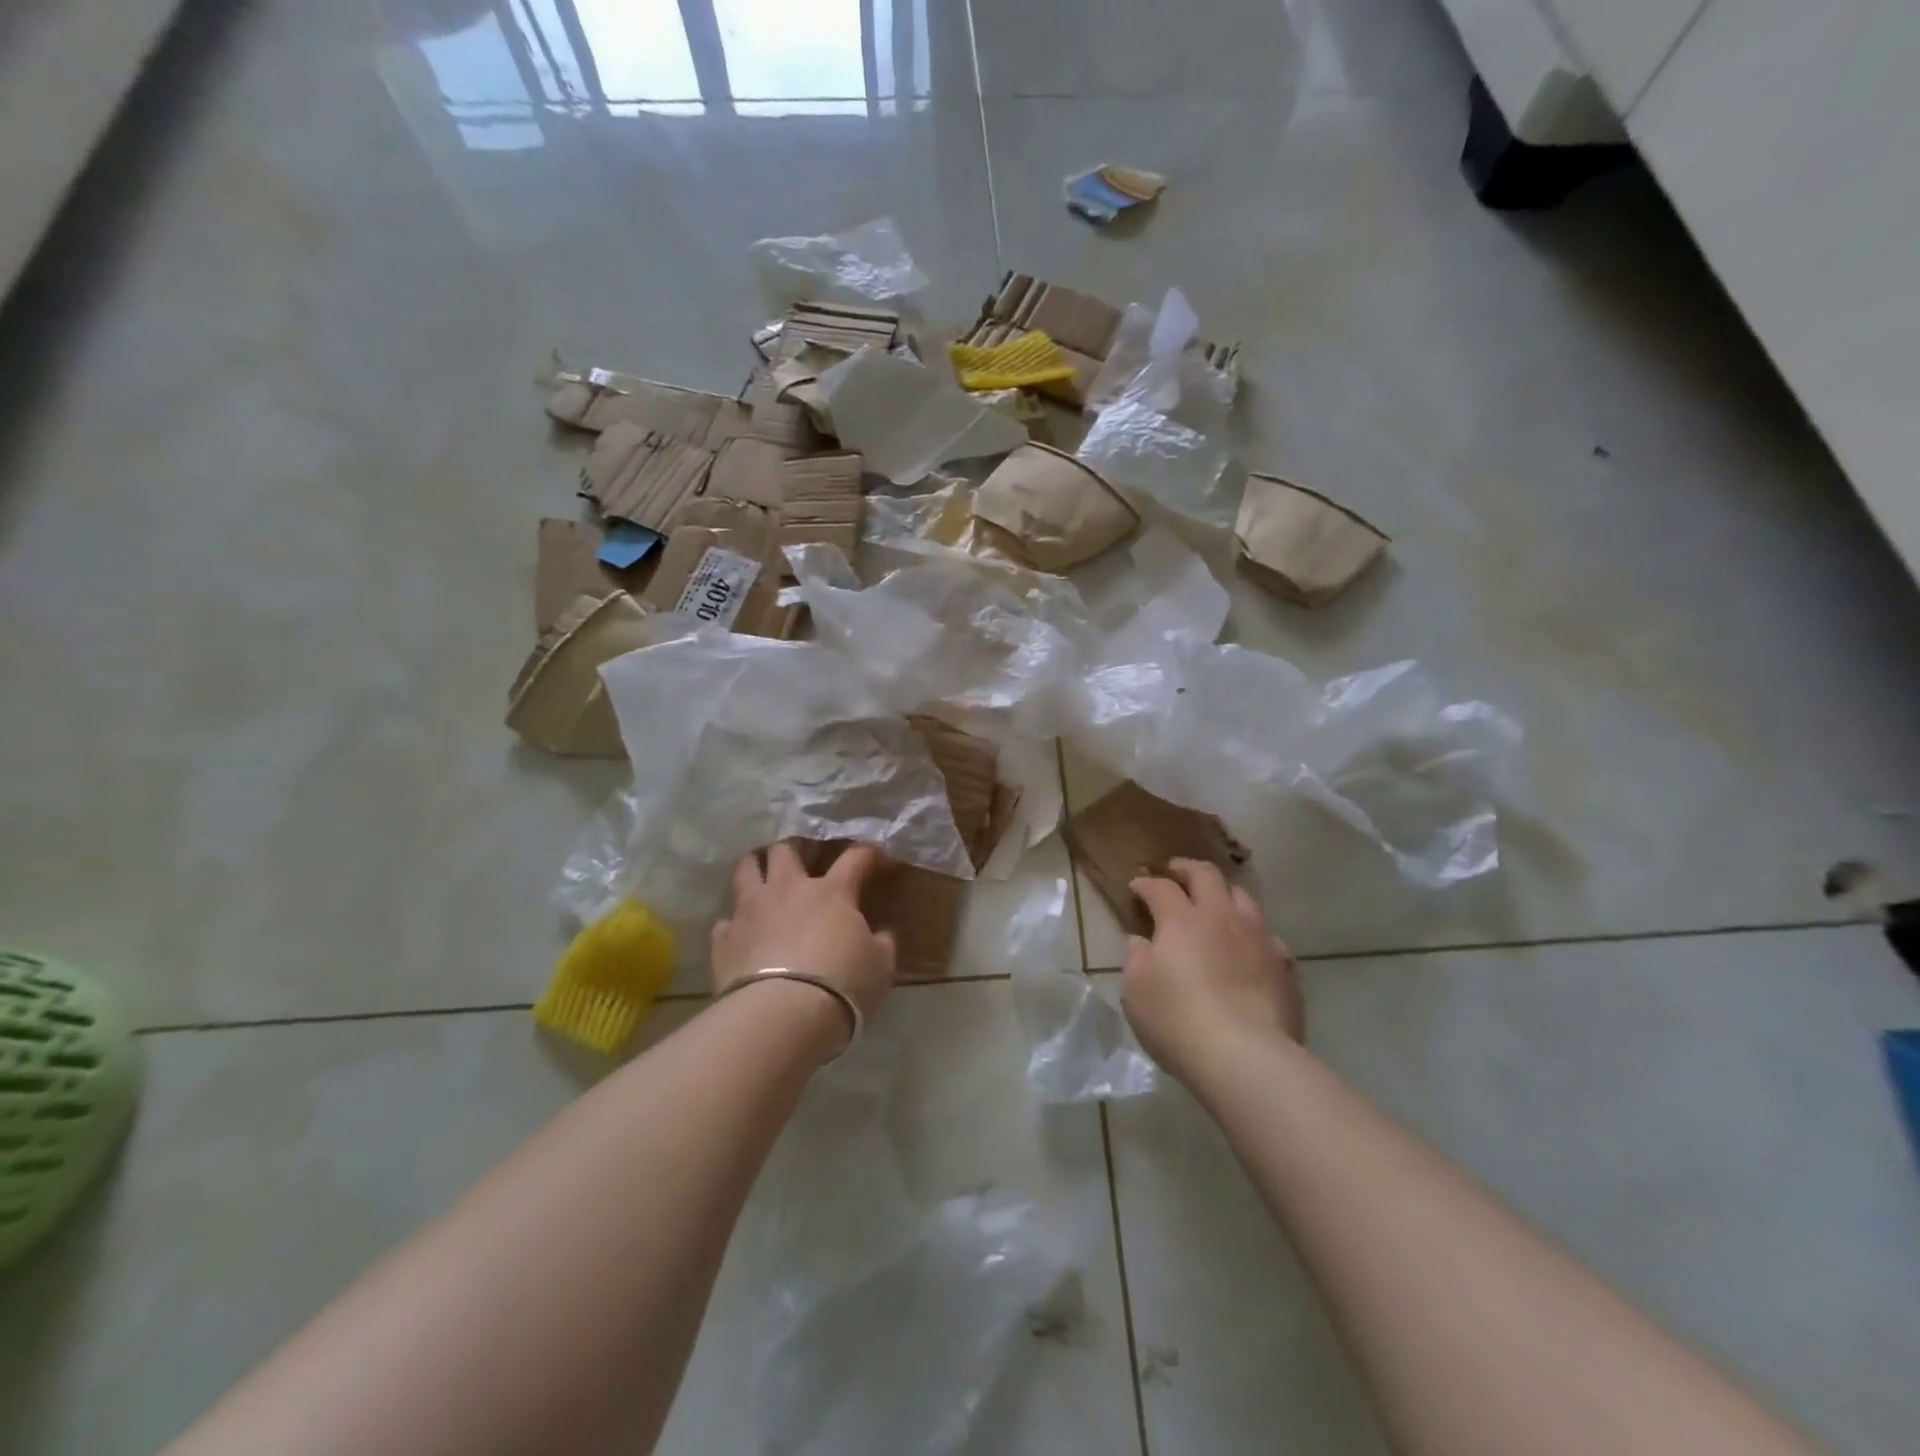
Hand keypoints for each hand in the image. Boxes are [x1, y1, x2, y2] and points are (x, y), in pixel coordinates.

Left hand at [712, 841, 896, 1028]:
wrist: (782, 1016)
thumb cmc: (842, 985)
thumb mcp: (880, 966)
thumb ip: (881, 943)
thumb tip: (881, 934)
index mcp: (832, 892)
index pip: (854, 857)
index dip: (868, 853)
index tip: (877, 858)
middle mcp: (788, 889)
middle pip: (786, 849)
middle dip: (795, 848)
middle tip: (802, 858)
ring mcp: (751, 910)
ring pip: (746, 869)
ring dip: (755, 867)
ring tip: (762, 876)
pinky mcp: (723, 938)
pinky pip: (725, 920)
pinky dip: (734, 923)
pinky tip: (741, 934)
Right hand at [1121, 859, 1303, 1083]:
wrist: (1246, 1057)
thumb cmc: (1178, 1020)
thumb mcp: (1136, 991)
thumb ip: (1136, 958)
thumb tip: (1141, 941)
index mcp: (1182, 919)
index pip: (1161, 887)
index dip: (1146, 883)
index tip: (1136, 887)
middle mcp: (1222, 917)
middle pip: (1207, 875)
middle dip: (1187, 868)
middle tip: (1176, 872)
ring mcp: (1259, 939)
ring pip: (1244, 898)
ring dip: (1225, 893)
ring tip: (1216, 903)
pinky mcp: (1284, 966)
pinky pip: (1268, 936)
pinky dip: (1252, 934)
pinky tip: (1248, 949)